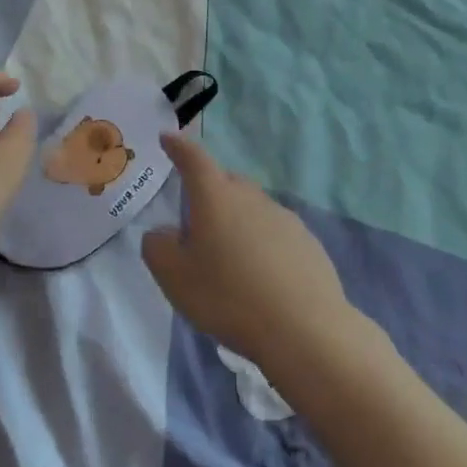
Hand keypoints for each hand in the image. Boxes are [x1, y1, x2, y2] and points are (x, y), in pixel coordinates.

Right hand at [141, 134, 356, 377]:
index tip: (168, 138)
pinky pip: (275, 232)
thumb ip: (158, 248)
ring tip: (229, 258)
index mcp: (215, 197)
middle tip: (195, 219)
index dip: (178, 147)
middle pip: (226, 182)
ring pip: (252, 208)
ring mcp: (284, 217)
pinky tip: (261, 276)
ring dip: (237, 221)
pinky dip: (262, 243)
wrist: (304, 329)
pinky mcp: (308, 242)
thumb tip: (162, 233)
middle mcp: (251, 198)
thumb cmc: (229, 297)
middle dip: (209, 190)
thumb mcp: (175, 278)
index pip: (194, 159)